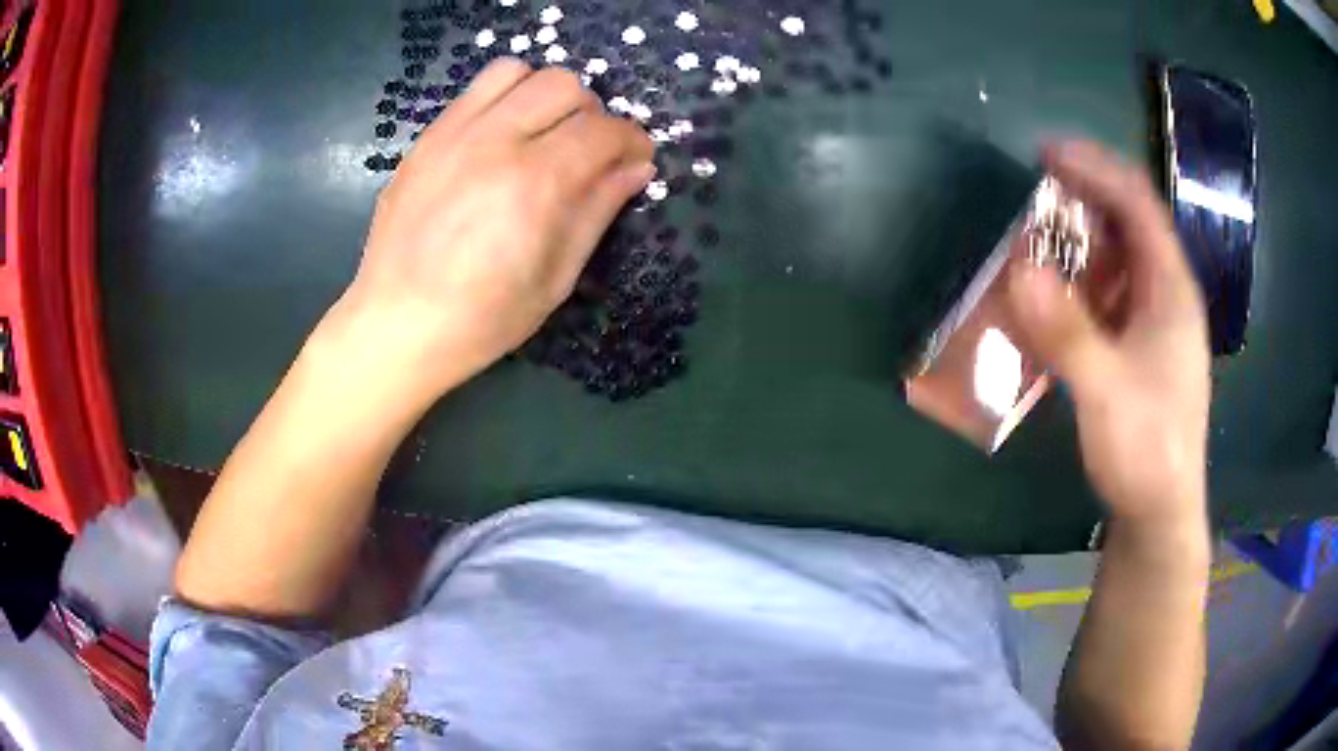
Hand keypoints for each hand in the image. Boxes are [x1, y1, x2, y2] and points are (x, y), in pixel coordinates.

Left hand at [338, 59, 654, 401]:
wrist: (398, 324)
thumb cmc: (483, 317)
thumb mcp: (556, 277)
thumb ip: (598, 211)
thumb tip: (636, 168)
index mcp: (535, 184)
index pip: (603, 130)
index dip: (632, 141)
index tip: (635, 160)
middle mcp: (495, 142)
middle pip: (565, 85)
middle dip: (591, 114)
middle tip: (586, 152)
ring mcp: (454, 134)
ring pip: (518, 72)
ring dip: (544, 96)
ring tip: (541, 134)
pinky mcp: (427, 138)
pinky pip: (475, 90)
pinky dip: (504, 99)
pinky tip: (501, 137)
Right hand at [1006, 141, 1210, 526]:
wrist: (1159, 514)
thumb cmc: (1145, 452)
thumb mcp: (1106, 393)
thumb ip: (1068, 332)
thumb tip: (1019, 267)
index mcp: (1170, 290)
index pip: (1137, 203)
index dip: (1095, 167)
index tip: (1046, 153)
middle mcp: (1166, 295)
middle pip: (1129, 223)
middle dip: (1084, 197)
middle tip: (1034, 193)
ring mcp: (1155, 323)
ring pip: (1119, 259)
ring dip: (1080, 240)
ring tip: (1037, 237)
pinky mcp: (1141, 349)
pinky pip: (1110, 295)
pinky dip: (1080, 281)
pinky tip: (1054, 295)